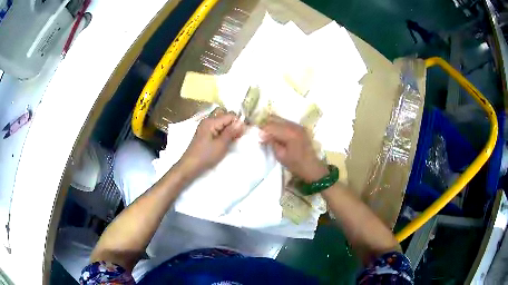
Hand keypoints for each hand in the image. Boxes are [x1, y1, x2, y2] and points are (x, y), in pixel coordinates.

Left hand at [179, 110, 244, 177]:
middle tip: (240, 135)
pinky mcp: (205, 133)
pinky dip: (223, 132)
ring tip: (234, 139)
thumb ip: (231, 132)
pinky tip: (227, 140)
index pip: (230, 115)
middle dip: (234, 124)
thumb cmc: (206, 155)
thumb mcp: (221, 144)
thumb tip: (242, 122)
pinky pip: (217, 128)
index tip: (245, 132)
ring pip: (221, 122)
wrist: (190, 165)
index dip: (239, 122)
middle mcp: (207, 121)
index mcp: (211, 121)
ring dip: (229, 129)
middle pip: (225, 117)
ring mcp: (205, 127)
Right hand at [260, 115, 327, 182]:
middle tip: (259, 134)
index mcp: (290, 133)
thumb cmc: (296, 164)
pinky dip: (277, 126)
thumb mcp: (281, 156)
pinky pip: (285, 122)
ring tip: (266, 134)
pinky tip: (275, 134)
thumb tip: (261, 134)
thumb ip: (271, 142)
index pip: (271, 126)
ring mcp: (297, 125)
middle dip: (265, 125)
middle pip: (274, 119)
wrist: (312, 167)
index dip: (261, 130)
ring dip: (271, 124)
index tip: (255, 136)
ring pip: (279, 119)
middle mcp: (294, 125)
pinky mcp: (299, 127)